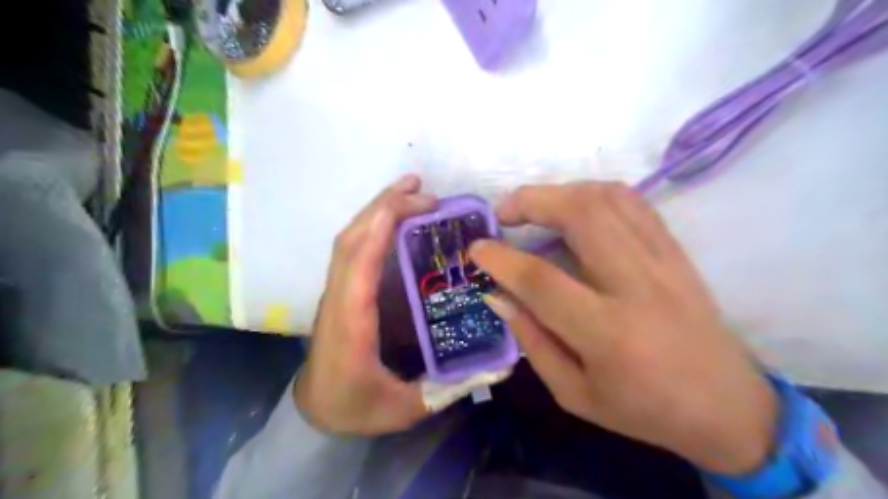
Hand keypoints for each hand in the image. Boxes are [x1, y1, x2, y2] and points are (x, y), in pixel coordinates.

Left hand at [297, 175, 508, 435]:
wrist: (314, 410)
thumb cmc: (354, 407)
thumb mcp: (405, 407)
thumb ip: (449, 388)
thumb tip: (498, 368)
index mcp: (351, 321)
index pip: (360, 261)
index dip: (383, 224)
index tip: (420, 203)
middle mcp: (338, 297)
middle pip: (352, 238)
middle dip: (385, 205)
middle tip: (424, 189)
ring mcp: (336, 291)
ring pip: (349, 238)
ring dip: (377, 209)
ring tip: (410, 190)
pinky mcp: (342, 291)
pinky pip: (353, 248)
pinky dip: (372, 225)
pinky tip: (394, 219)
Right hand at [471, 182, 778, 474]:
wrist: (728, 407)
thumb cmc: (643, 410)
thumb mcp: (574, 394)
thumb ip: (531, 340)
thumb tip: (498, 294)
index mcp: (607, 333)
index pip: (542, 280)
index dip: (501, 258)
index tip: (476, 248)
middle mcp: (637, 286)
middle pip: (581, 214)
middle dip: (531, 201)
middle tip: (503, 213)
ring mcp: (663, 261)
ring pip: (608, 198)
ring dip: (561, 191)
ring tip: (534, 207)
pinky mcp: (676, 251)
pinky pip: (633, 202)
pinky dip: (594, 193)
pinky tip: (575, 207)